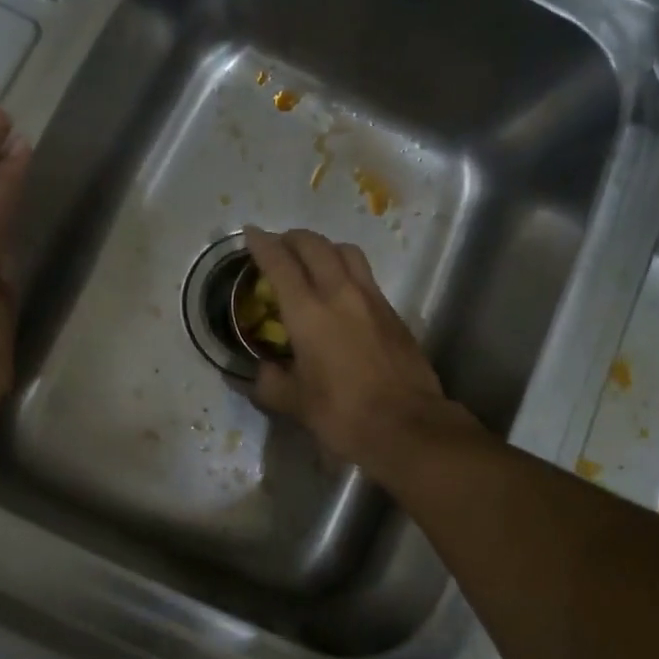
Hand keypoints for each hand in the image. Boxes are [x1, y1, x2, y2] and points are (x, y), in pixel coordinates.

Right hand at [244, 227, 477, 474]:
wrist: (407, 425)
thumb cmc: (343, 414)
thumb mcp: (295, 404)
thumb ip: (271, 384)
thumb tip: (261, 373)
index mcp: (308, 313)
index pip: (280, 264)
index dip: (262, 245)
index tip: (251, 233)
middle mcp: (340, 294)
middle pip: (315, 245)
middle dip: (293, 239)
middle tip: (279, 246)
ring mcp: (372, 299)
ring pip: (346, 252)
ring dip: (324, 248)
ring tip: (313, 261)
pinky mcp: (393, 312)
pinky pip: (365, 275)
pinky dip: (347, 270)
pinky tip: (342, 292)